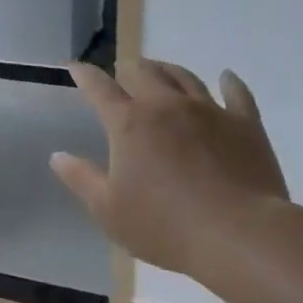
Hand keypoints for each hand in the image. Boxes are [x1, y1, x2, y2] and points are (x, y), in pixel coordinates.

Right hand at [50, 59, 290, 277]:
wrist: (240, 235)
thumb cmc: (165, 226)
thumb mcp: (109, 210)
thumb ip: (81, 179)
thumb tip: (57, 156)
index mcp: (129, 123)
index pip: (99, 88)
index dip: (84, 74)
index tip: (76, 67)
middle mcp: (166, 105)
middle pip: (143, 72)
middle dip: (128, 68)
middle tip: (123, 72)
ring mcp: (209, 111)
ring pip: (184, 76)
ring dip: (167, 69)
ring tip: (161, 70)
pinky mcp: (245, 124)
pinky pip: (236, 94)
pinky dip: (230, 83)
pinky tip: (227, 77)